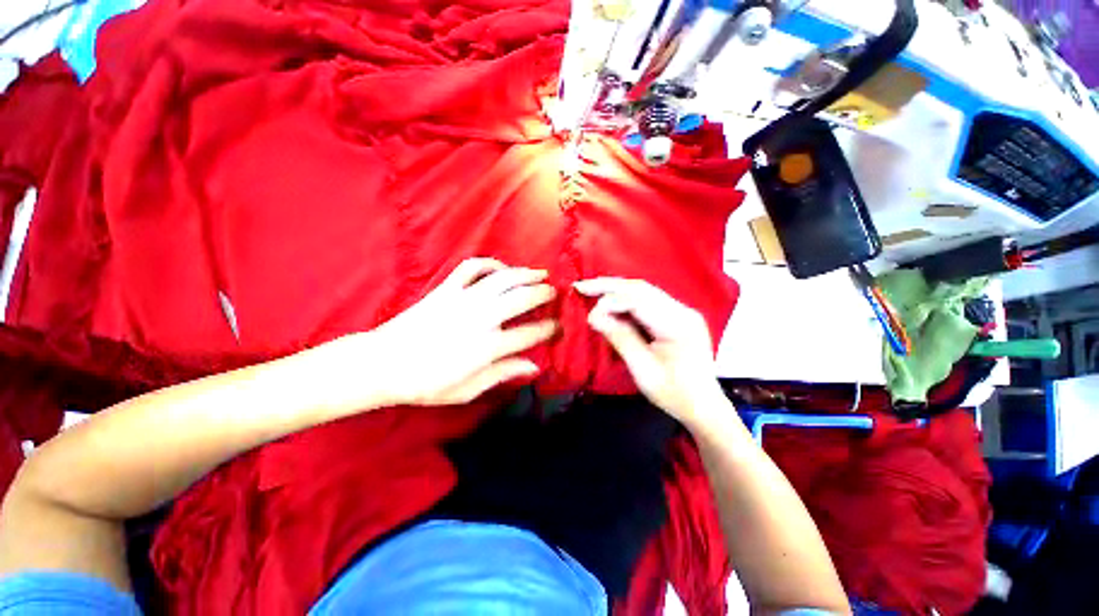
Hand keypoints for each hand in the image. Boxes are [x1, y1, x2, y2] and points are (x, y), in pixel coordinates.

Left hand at [311, 258, 556, 409]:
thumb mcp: (467, 390)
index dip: (549, 329)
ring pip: (503, 279)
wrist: (383, 363)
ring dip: (525, 274)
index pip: (530, 334)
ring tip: (540, 273)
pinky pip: (472, 268)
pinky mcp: (446, 289)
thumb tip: (534, 366)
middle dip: (544, 294)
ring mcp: (463, 299)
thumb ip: (502, 374)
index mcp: (487, 347)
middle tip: (554, 293)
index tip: (559, 326)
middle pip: (522, 298)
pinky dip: (489, 264)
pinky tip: (500, 268)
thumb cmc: (425, 383)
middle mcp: (481, 318)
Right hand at [575, 278, 725, 427]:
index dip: (610, 301)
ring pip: (644, 291)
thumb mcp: (643, 369)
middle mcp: (682, 310)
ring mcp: (682, 311)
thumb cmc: (674, 393)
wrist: (704, 406)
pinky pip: (648, 300)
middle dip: (609, 286)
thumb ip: (620, 338)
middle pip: (641, 288)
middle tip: (582, 286)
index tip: (590, 314)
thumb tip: (593, 315)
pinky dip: (627, 299)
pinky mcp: (678, 316)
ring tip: (592, 290)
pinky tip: (611, 301)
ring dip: (617, 290)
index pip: (639, 300)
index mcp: (678, 324)